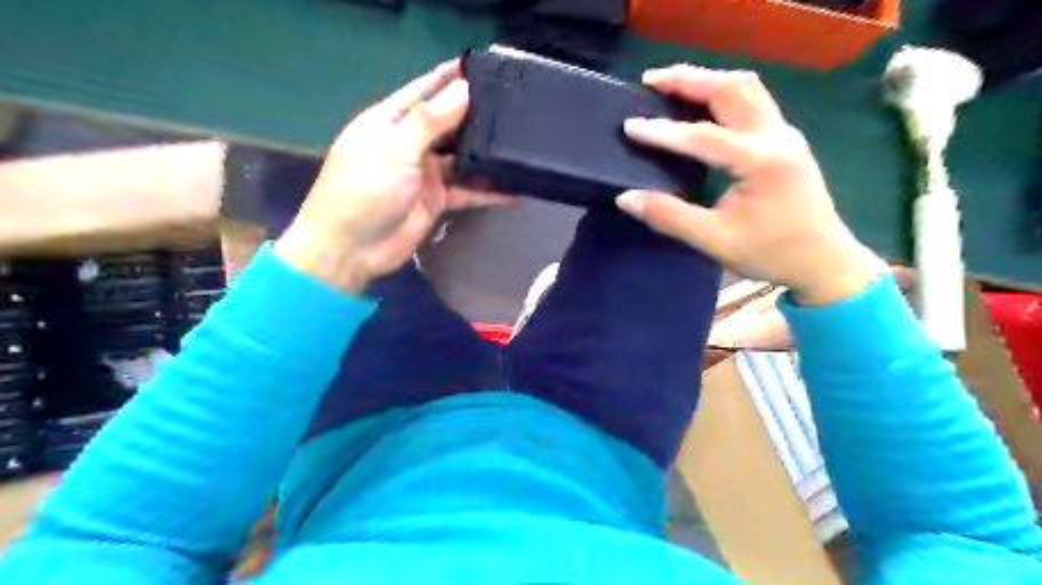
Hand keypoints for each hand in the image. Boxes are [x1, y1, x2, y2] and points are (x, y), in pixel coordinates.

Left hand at [277, 59, 511, 291]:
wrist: (352, 248)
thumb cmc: (364, 190)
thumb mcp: (395, 148)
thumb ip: (430, 120)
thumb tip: (464, 89)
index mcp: (390, 121)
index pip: (425, 91)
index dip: (452, 78)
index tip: (485, 69)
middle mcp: (409, 143)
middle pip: (448, 123)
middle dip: (475, 115)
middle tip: (515, 108)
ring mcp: (424, 173)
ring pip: (461, 158)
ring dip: (484, 154)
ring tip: (520, 145)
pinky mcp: (436, 200)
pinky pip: (467, 191)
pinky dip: (487, 192)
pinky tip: (513, 190)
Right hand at [617, 65, 887, 306]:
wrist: (823, 260)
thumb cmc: (771, 253)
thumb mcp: (715, 240)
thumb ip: (669, 216)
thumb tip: (626, 198)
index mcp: (760, 162)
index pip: (703, 136)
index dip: (663, 131)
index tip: (629, 126)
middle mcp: (776, 136)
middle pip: (731, 89)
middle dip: (688, 79)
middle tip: (649, 80)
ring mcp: (785, 134)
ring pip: (746, 88)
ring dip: (707, 80)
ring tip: (672, 84)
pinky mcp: (785, 139)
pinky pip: (753, 100)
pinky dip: (723, 92)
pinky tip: (702, 102)